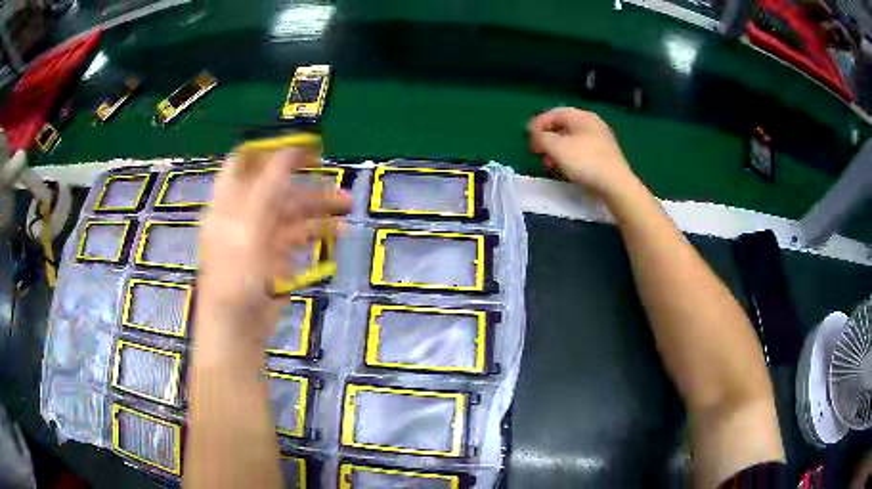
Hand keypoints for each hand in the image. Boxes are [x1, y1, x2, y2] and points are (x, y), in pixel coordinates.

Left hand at [197, 148, 350, 347]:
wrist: (238, 332)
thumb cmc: (234, 281)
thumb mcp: (246, 233)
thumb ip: (265, 192)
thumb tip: (287, 153)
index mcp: (229, 204)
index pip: (244, 165)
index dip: (268, 151)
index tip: (298, 144)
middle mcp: (245, 214)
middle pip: (275, 186)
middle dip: (304, 179)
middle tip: (330, 169)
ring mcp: (263, 235)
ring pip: (292, 210)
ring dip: (319, 206)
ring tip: (347, 204)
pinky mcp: (278, 256)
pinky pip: (301, 235)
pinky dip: (320, 231)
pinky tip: (340, 232)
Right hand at [528, 108, 637, 197]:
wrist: (616, 185)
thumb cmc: (585, 162)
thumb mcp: (557, 147)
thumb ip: (541, 137)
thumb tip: (535, 133)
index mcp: (581, 116)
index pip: (554, 113)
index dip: (538, 124)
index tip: (528, 139)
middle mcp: (592, 124)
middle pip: (563, 126)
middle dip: (547, 138)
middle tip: (537, 151)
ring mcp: (600, 139)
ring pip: (572, 139)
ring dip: (557, 149)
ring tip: (549, 163)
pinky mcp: (604, 155)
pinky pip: (581, 150)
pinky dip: (569, 156)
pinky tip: (565, 169)